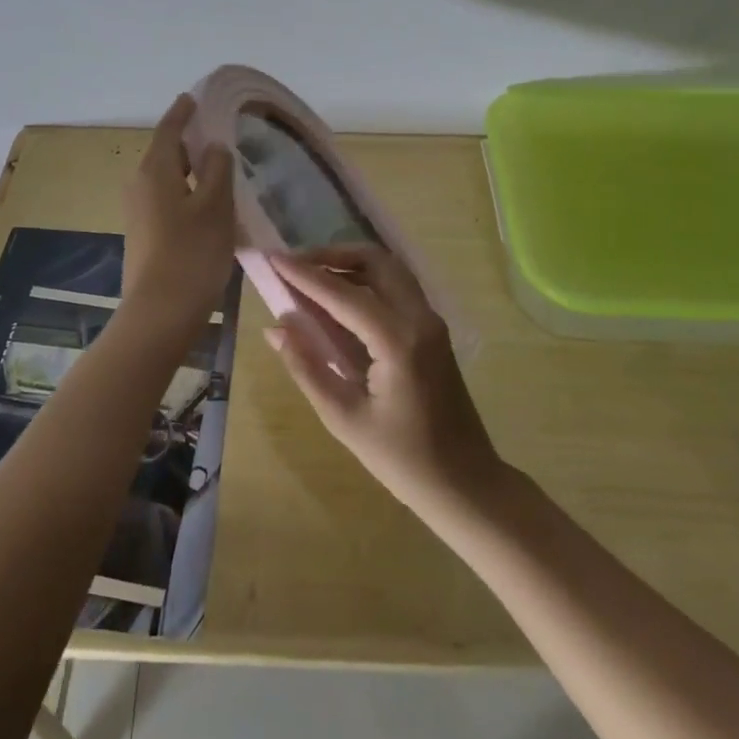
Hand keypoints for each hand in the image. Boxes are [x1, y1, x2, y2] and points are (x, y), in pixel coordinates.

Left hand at [121, 94, 236, 330]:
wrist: (160, 313)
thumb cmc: (192, 254)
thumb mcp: (214, 207)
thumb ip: (217, 170)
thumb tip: (213, 146)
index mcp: (155, 170)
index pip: (168, 129)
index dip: (183, 112)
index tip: (195, 97)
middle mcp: (139, 184)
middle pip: (165, 152)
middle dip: (189, 140)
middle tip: (219, 132)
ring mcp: (138, 211)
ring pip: (167, 177)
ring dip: (190, 168)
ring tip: (219, 166)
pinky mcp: (143, 233)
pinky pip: (166, 199)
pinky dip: (186, 191)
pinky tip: (208, 203)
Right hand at [266, 245, 503, 518]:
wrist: (466, 483)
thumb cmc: (403, 460)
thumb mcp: (344, 418)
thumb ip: (307, 367)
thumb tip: (275, 327)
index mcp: (398, 341)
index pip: (342, 293)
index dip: (303, 274)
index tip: (271, 258)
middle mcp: (419, 318)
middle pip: (374, 261)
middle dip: (331, 255)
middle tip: (294, 267)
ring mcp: (431, 321)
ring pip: (388, 268)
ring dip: (349, 263)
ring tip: (311, 278)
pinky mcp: (433, 329)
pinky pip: (396, 286)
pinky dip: (366, 279)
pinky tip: (339, 299)